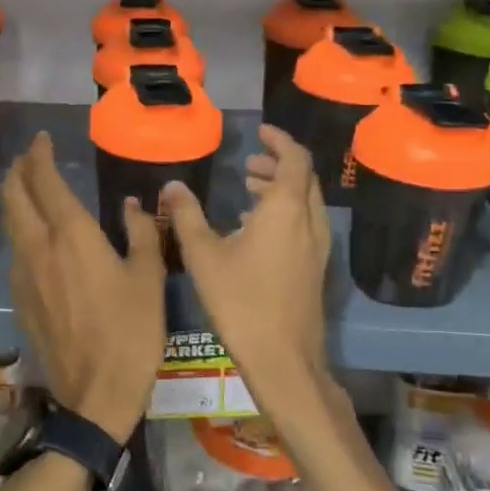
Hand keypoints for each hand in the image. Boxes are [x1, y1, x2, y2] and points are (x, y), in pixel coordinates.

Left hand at [2, 132, 164, 441]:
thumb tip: (132, 204)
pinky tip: (36, 238)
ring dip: (15, 199)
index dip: (39, 155)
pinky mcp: (19, 298)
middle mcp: (38, 247)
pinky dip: (20, 230)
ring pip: (9, 224)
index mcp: (71, 235)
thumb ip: (140, 233)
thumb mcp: (148, 277)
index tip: (43, 140)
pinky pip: (14, 251)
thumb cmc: (131, 331)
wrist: (95, 392)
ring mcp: (23, 274)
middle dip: (18, 170)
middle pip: (13, 196)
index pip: (44, 180)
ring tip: (29, 189)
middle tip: (30, 158)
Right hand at [162, 125, 333, 410]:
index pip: (294, 158)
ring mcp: (317, 247)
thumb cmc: (240, 301)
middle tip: (248, 164)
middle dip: (277, 164)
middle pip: (303, 178)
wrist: (283, 359)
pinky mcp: (315, 268)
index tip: (260, 131)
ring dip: (281, 189)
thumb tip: (172, 186)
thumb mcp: (203, 255)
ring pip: (305, 203)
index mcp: (286, 209)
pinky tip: (255, 230)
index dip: (279, 140)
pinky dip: (285, 212)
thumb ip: (186, 216)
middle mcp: (309, 222)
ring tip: (248, 190)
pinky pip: (305, 224)